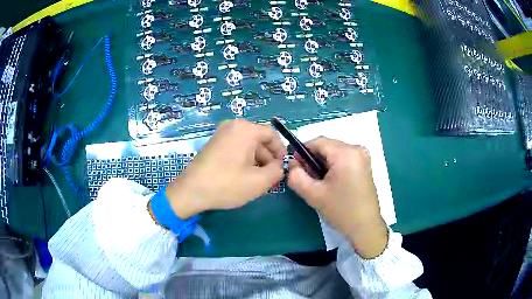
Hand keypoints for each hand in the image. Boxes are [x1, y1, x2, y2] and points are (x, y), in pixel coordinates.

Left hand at [163, 120, 285, 218]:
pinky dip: (245, 160)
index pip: (273, 135)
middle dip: (269, 159)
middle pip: (260, 140)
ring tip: (260, 181)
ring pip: (248, 146)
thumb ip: (277, 171)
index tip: (284, 168)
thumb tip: (280, 166)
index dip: (282, 152)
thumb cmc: (227, 184)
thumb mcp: (259, 181)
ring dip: (257, 162)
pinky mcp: (214, 143)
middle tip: (273, 179)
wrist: (191, 191)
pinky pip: (236, 148)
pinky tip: (245, 177)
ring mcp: (222, 134)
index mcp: (246, 129)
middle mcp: (233, 126)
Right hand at [288, 137, 387, 258]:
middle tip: (307, 178)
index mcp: (346, 153)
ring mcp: (363, 157)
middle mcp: (357, 149)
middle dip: (313, 159)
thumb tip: (291, 164)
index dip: (302, 151)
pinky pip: (344, 158)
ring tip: (319, 183)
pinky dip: (334, 166)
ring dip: (323, 163)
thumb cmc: (341, 210)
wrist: (366, 227)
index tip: (295, 167)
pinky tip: (331, 183)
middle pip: (327, 146)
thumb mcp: (314, 194)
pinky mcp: (365, 165)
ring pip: (335, 152)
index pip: (317, 142)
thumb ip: (296, 177)